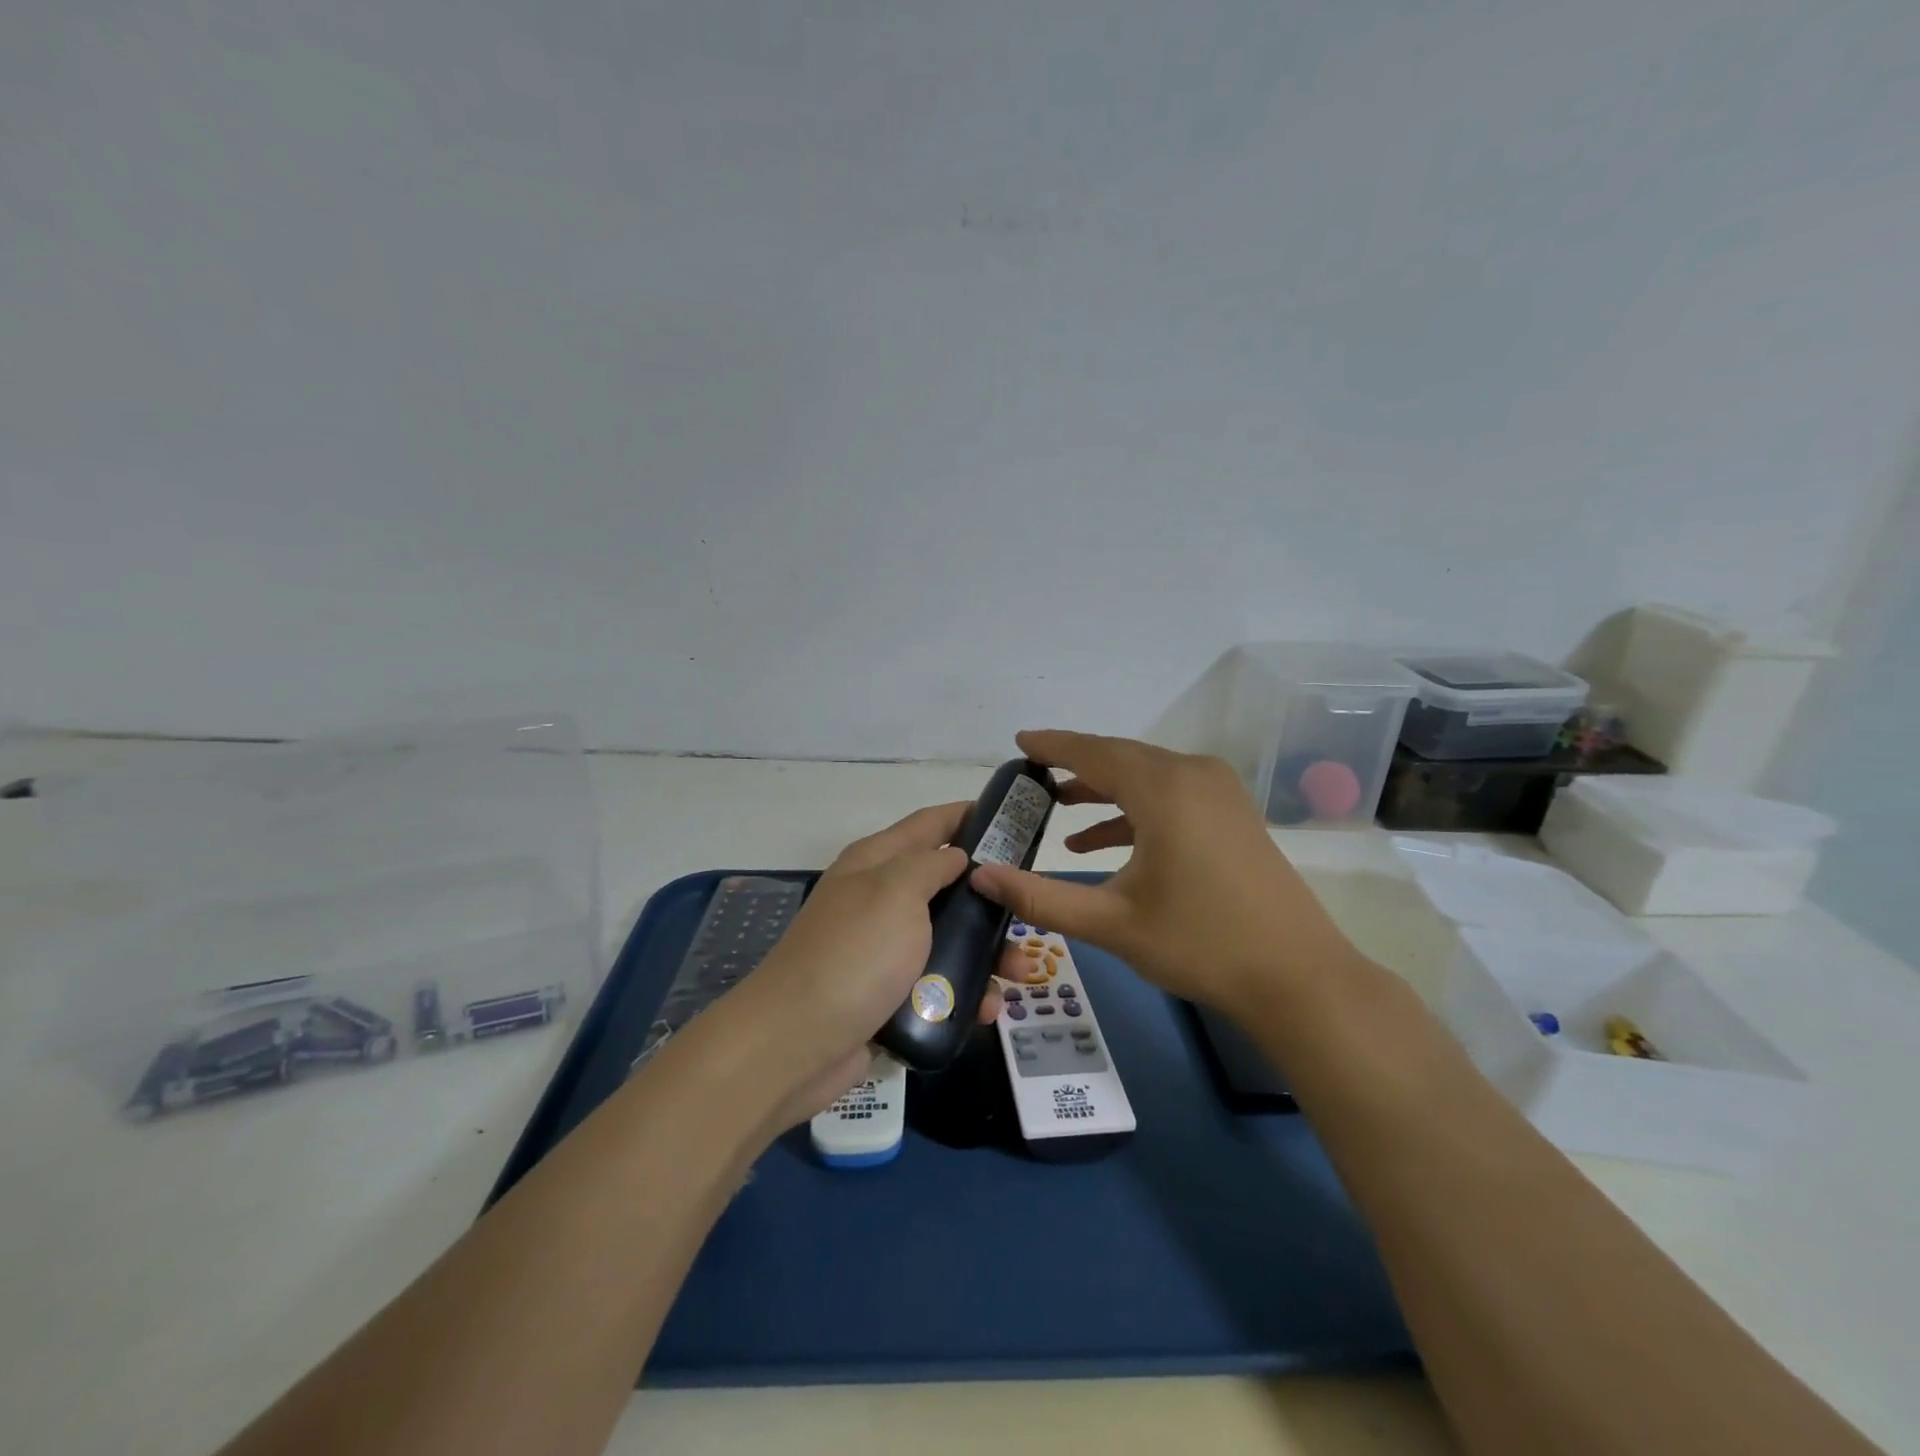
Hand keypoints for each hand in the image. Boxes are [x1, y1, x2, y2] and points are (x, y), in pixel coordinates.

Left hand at [717, 803, 1002, 1127]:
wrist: (796, 1043)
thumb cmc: (854, 954)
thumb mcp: (896, 892)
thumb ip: (932, 865)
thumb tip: (956, 856)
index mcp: (876, 862)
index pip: (929, 824)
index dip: (968, 816)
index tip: (1014, 822)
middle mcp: (879, 899)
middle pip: (946, 886)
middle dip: (989, 899)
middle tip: (1028, 911)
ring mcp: (882, 950)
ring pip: (947, 939)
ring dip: (985, 953)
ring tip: (1019, 972)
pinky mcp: (888, 994)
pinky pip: (937, 984)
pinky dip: (964, 992)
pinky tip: (988, 1008)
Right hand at [969, 730, 1360, 1020]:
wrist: (1298, 978)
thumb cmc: (1200, 944)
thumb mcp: (1111, 922)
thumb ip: (1041, 896)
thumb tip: (981, 877)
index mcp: (1164, 789)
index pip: (1093, 752)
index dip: (1052, 745)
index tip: (1019, 741)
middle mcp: (1193, 775)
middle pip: (1120, 757)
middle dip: (1074, 765)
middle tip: (1031, 776)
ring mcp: (1219, 792)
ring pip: (1146, 776)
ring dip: (1102, 789)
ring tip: (1057, 807)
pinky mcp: (1231, 814)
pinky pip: (1170, 795)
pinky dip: (1133, 811)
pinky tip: (1100, 842)